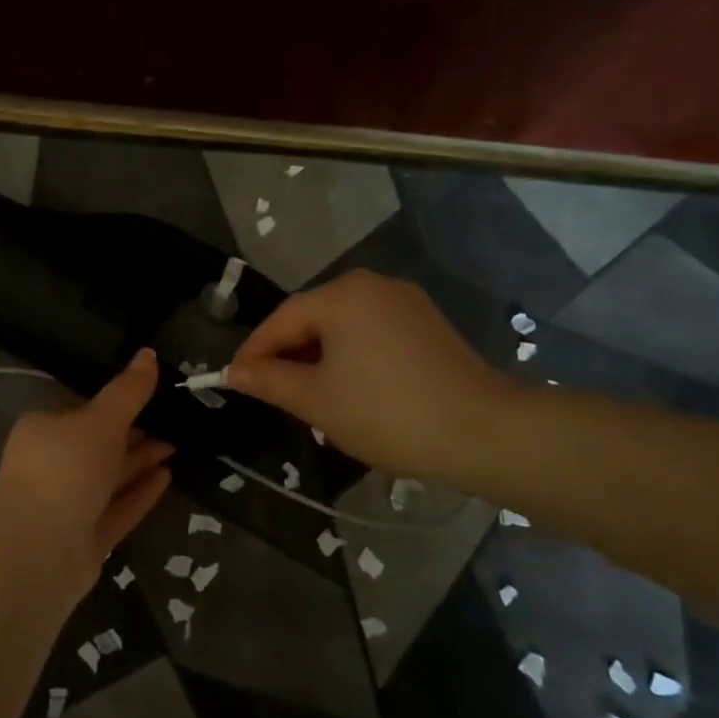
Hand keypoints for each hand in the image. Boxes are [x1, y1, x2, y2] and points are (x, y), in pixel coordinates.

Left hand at [0, 349, 173, 590]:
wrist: (39, 547)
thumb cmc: (65, 468)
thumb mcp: (100, 420)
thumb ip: (128, 391)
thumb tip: (149, 353)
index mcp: (43, 431)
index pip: (80, 410)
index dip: (114, 403)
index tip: (148, 395)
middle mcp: (52, 466)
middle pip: (97, 445)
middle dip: (133, 434)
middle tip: (172, 422)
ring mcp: (67, 505)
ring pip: (109, 479)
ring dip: (140, 462)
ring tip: (177, 446)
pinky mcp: (85, 539)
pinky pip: (117, 509)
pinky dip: (140, 493)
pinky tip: (168, 477)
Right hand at [226, 270, 516, 479]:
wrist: (483, 432)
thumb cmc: (387, 413)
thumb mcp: (317, 400)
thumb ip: (270, 380)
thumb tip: (235, 371)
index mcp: (342, 295)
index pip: (281, 319)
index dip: (254, 352)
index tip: (234, 381)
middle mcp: (372, 286)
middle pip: (312, 318)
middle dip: (288, 356)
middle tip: (272, 394)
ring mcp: (404, 302)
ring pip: (342, 327)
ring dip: (319, 358)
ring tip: (309, 397)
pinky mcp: (427, 323)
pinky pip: (371, 333)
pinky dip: (351, 357)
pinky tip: (351, 389)